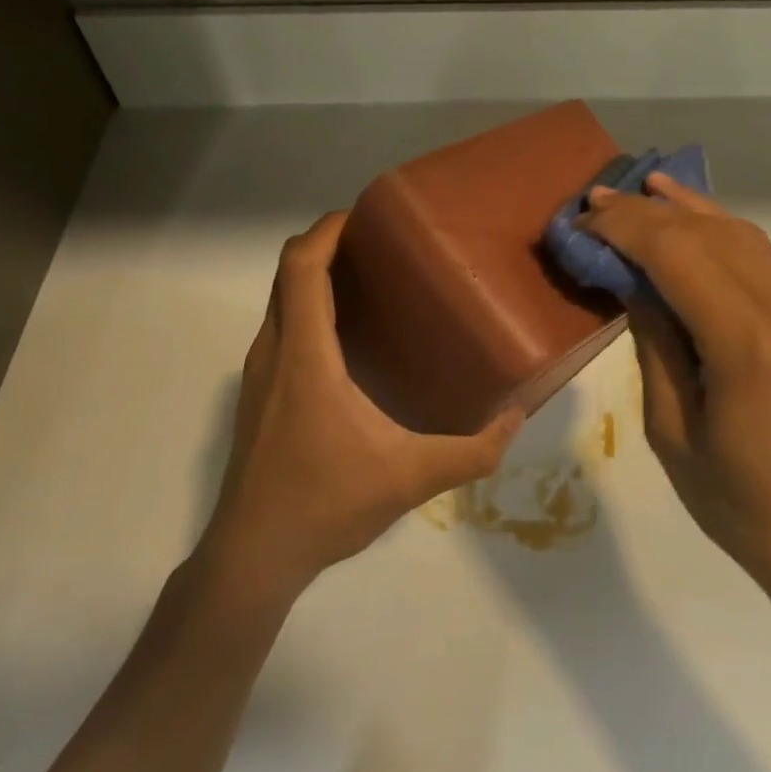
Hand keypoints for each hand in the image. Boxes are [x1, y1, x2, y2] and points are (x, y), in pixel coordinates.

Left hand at [201, 212, 522, 602]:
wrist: (253, 556)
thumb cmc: (326, 503)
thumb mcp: (411, 477)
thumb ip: (473, 451)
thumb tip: (517, 418)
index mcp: (306, 356)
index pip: (302, 267)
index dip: (328, 230)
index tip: (365, 215)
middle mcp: (275, 352)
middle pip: (288, 273)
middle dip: (326, 244)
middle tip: (378, 243)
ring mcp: (259, 374)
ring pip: (280, 301)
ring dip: (314, 277)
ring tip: (368, 280)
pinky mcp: (257, 395)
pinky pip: (280, 328)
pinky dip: (306, 309)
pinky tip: (346, 338)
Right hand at [580, 176, 770, 609]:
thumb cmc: (739, 506)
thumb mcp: (672, 432)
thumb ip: (655, 345)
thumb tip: (634, 284)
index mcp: (746, 345)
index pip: (677, 256)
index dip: (625, 229)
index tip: (583, 222)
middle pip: (711, 235)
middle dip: (650, 212)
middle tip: (598, 200)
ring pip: (744, 237)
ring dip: (691, 210)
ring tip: (645, 189)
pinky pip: (763, 264)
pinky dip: (722, 235)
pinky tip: (695, 225)